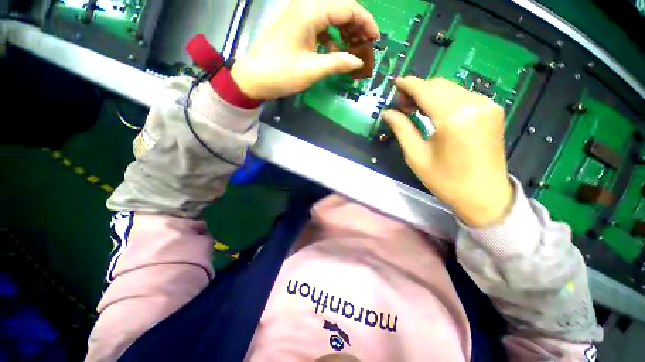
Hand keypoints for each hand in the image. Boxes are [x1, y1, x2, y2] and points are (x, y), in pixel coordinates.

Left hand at [230, 0, 378, 99]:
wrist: (254, 78)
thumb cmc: (281, 74)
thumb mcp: (312, 70)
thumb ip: (338, 63)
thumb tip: (359, 62)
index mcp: (310, 11)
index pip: (347, 7)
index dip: (365, 22)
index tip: (376, 38)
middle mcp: (306, 6)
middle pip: (340, 8)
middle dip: (357, 25)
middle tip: (366, 45)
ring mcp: (300, 15)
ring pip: (331, 16)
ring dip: (345, 31)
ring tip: (354, 50)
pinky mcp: (297, 26)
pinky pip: (321, 26)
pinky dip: (332, 38)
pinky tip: (335, 52)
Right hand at [382, 77, 513, 226]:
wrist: (485, 197)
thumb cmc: (446, 181)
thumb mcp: (416, 156)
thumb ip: (402, 129)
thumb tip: (388, 112)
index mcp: (453, 117)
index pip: (425, 90)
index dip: (407, 84)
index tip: (394, 84)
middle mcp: (473, 104)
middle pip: (438, 85)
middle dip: (417, 89)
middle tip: (401, 105)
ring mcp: (487, 105)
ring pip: (450, 88)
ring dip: (430, 94)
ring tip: (414, 109)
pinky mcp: (492, 110)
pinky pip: (462, 95)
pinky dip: (444, 99)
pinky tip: (434, 111)